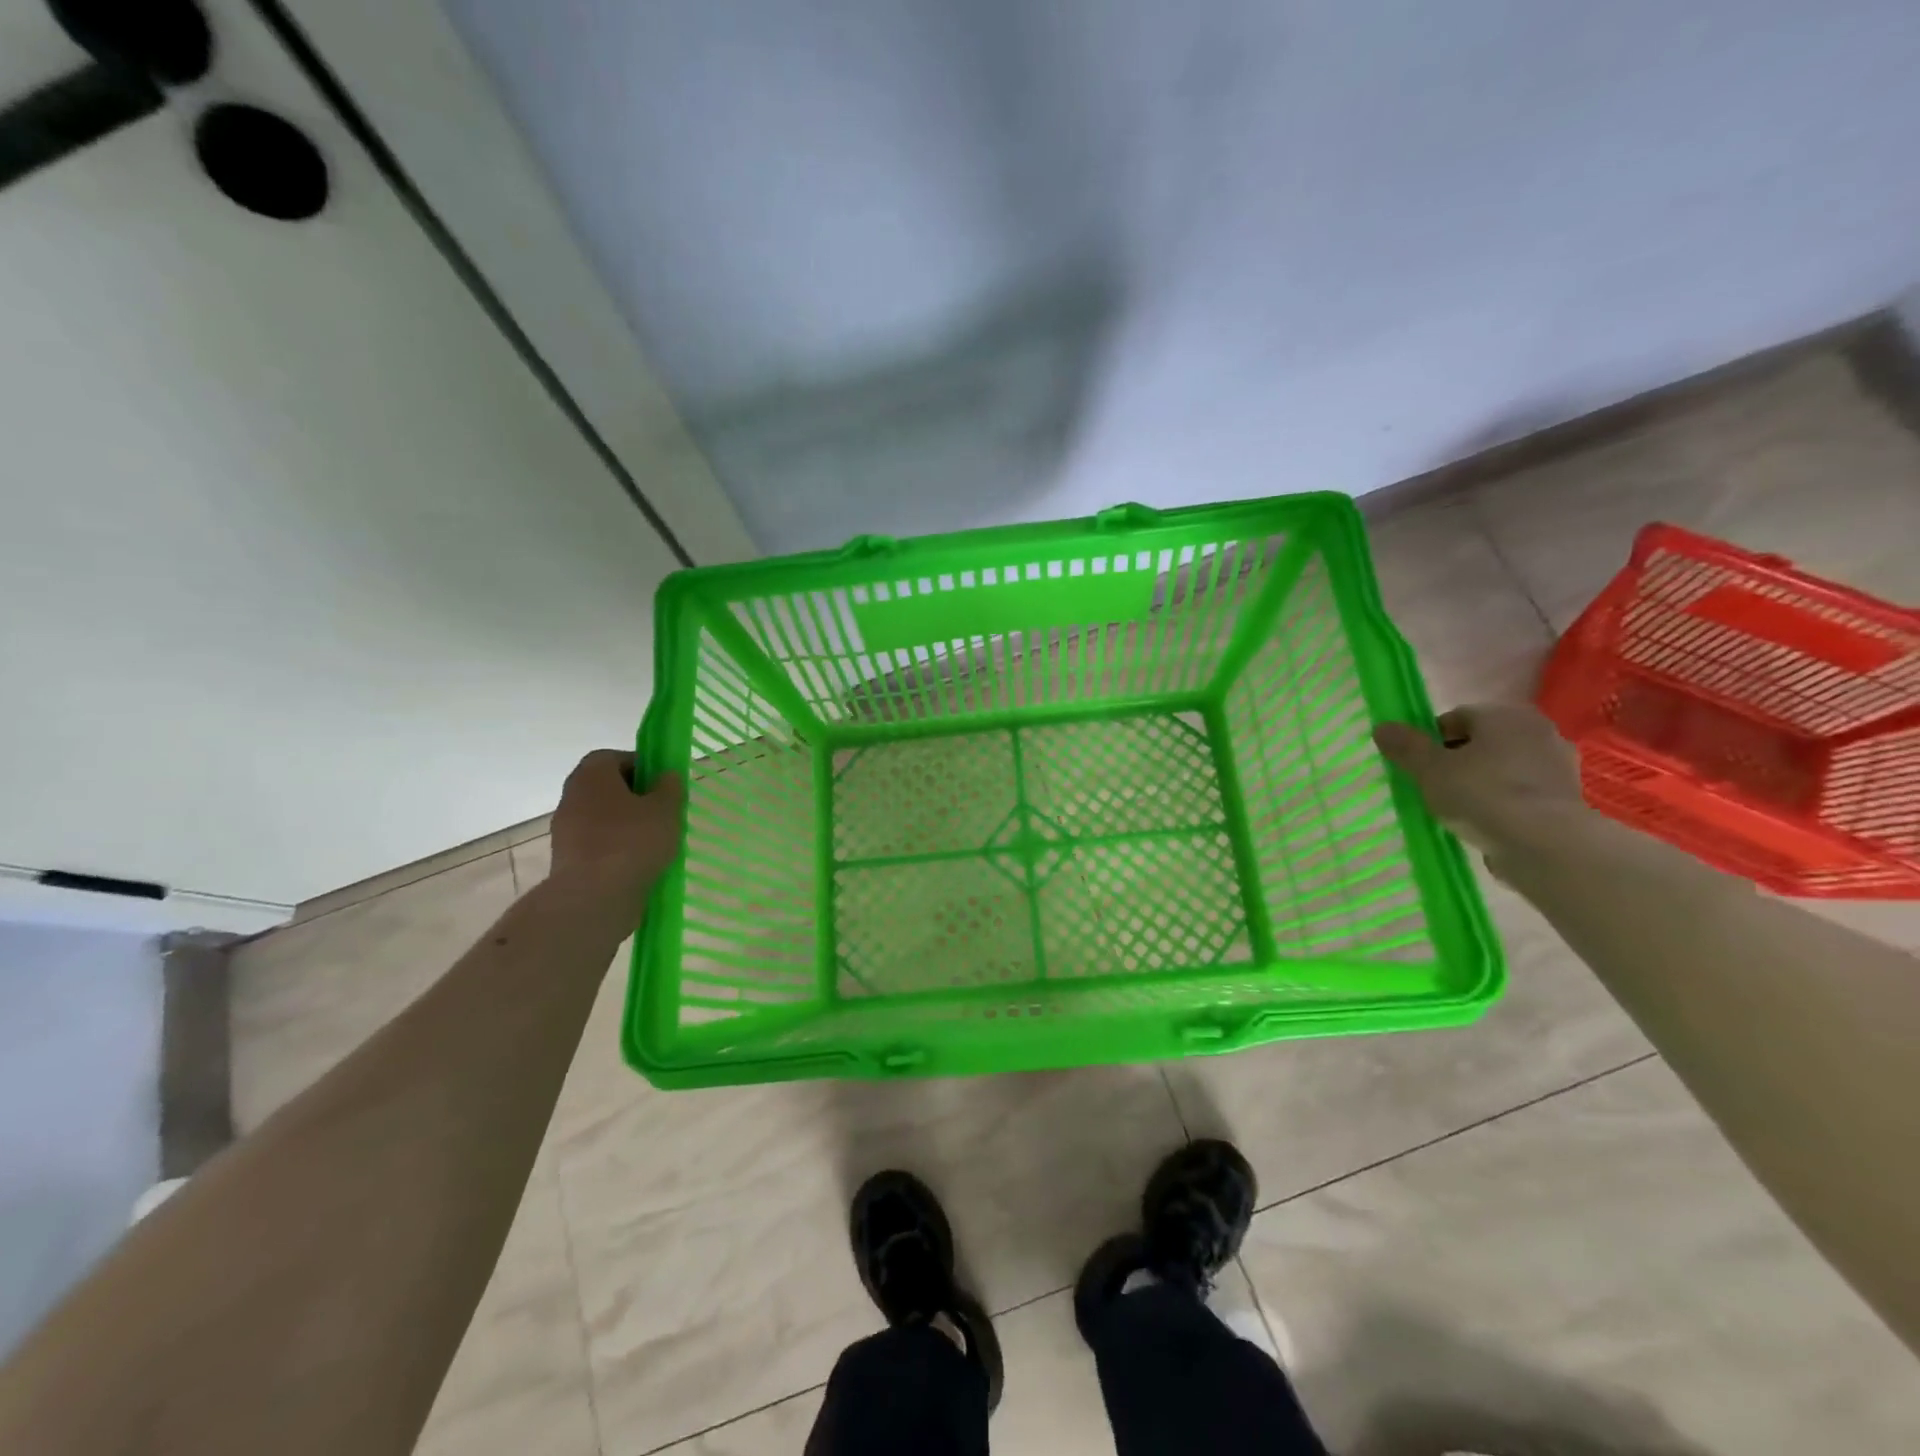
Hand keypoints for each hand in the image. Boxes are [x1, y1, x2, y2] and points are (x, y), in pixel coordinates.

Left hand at [547, 751, 683, 922]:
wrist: (593, 897)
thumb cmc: (632, 841)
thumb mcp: (666, 809)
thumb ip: (669, 787)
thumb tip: (666, 776)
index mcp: (592, 775)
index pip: (613, 757)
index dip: (640, 766)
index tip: (661, 784)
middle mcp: (572, 796)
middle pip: (606, 787)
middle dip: (634, 796)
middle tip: (661, 811)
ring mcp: (565, 829)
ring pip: (601, 816)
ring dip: (625, 823)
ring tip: (654, 841)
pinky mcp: (567, 858)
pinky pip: (596, 842)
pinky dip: (615, 847)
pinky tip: (637, 862)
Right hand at [1372, 704, 1586, 857]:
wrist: (1544, 843)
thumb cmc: (1481, 793)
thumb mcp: (1428, 769)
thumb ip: (1405, 746)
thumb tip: (1383, 727)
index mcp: (1504, 714)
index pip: (1456, 718)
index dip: (1431, 741)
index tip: (1419, 767)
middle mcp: (1537, 730)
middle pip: (1482, 742)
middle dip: (1458, 761)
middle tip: (1436, 787)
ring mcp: (1558, 764)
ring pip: (1503, 768)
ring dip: (1482, 783)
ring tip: (1460, 810)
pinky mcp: (1567, 798)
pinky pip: (1522, 792)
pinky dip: (1504, 802)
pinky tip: (1487, 823)